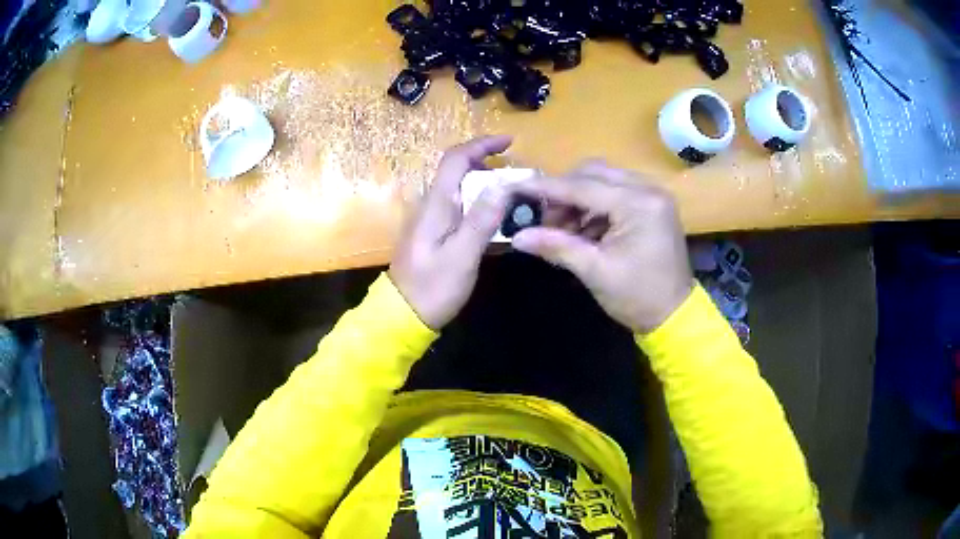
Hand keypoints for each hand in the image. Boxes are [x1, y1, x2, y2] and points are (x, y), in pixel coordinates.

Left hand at [389, 136, 512, 329]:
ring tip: (514, 194)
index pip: (456, 159)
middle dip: (488, 163)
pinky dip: (480, 203)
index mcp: (436, 204)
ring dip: (486, 183)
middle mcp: (432, 205)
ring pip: (460, 189)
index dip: (481, 145)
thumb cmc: (432, 288)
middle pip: (458, 170)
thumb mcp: (461, 256)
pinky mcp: (435, 233)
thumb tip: (502, 186)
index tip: (509, 143)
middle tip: (518, 174)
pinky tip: (497, 217)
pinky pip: (460, 207)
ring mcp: (432, 219)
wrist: (403, 315)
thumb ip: (481, 220)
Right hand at [511, 161, 693, 333]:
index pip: (582, 187)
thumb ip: (556, 246)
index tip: (515, 188)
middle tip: (544, 218)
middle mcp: (648, 189)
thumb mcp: (594, 271)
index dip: (546, 188)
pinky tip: (584, 229)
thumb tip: (517, 237)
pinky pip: (615, 192)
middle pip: (593, 173)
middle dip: (564, 192)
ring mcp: (652, 195)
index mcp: (638, 204)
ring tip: (563, 229)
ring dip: (578, 198)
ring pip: (603, 180)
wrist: (675, 314)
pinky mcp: (652, 204)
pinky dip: (594, 206)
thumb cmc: (637, 296)